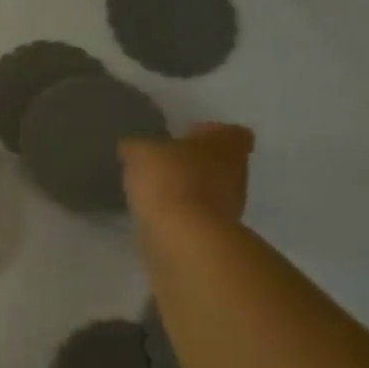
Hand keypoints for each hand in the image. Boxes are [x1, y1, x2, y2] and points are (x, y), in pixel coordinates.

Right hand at [120, 122, 254, 230]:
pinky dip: (179, 213)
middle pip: (219, 161)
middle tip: (161, 165)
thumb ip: (136, 146)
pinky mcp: (214, 231)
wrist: (183, 236)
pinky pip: (195, 214)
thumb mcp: (140, 152)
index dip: (207, 132)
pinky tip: (154, 213)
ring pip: (208, 189)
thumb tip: (131, 147)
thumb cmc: (170, 180)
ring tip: (153, 191)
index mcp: (227, 144)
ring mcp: (229, 205)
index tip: (183, 138)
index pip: (230, 131)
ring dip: (185, 189)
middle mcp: (237, 172)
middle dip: (193, 163)